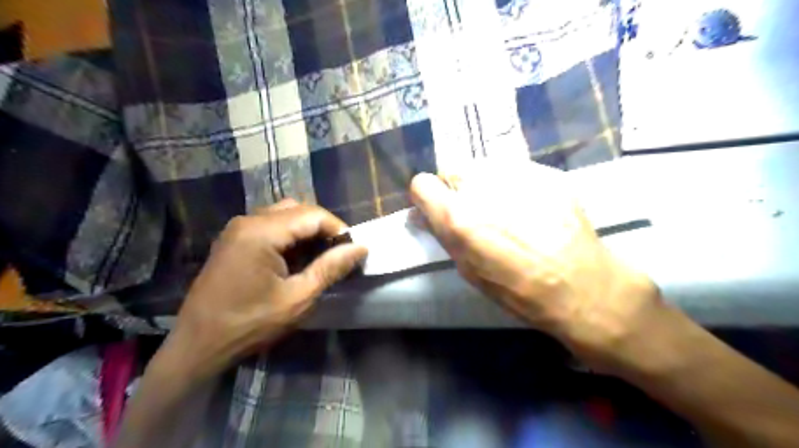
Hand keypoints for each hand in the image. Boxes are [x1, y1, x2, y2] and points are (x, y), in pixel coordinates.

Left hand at [163, 199, 368, 376]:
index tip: (353, 251)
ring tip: (320, 257)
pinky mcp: (234, 240)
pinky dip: (290, 237)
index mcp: (262, 231)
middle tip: (337, 254)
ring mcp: (237, 229)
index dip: (339, 229)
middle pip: (298, 209)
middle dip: (323, 228)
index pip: (313, 214)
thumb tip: (360, 248)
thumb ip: (331, 268)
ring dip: (307, 232)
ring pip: (284, 215)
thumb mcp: (298, 298)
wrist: (197, 345)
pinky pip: (270, 226)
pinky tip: (296, 259)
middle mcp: (248, 220)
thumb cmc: (250, 324)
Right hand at [412, 161, 661, 370]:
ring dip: (486, 184)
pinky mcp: (545, 171)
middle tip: (478, 211)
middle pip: (452, 169)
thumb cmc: (518, 290)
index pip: (422, 184)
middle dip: (458, 189)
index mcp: (458, 217)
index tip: (439, 208)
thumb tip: (422, 215)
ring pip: (484, 166)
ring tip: (509, 209)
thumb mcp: (469, 270)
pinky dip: (515, 184)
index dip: (428, 197)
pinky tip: (534, 208)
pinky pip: (515, 170)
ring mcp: (517, 174)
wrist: (583, 285)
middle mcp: (482, 187)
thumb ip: (443, 235)